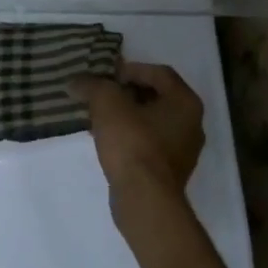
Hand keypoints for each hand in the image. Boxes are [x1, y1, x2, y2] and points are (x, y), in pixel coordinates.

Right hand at [70, 62, 205, 206]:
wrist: (144, 198)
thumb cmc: (132, 143)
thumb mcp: (107, 104)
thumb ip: (92, 86)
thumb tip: (76, 82)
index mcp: (185, 102)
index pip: (158, 72)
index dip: (129, 69)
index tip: (104, 76)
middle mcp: (191, 123)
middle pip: (156, 96)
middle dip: (125, 92)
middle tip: (99, 94)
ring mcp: (183, 149)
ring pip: (151, 121)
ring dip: (125, 115)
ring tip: (97, 117)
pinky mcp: (169, 170)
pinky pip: (149, 142)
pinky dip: (129, 135)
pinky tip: (106, 140)